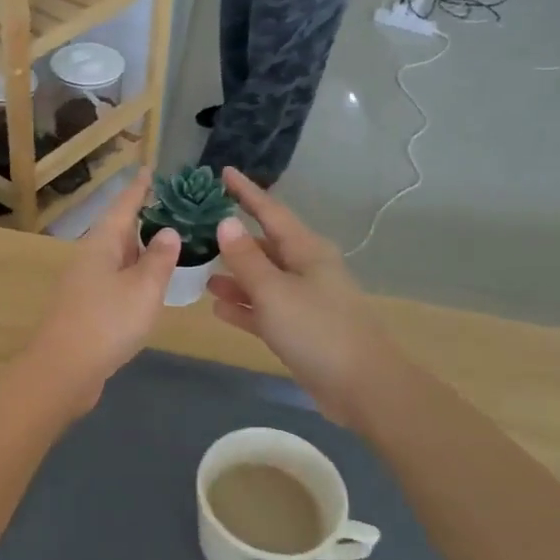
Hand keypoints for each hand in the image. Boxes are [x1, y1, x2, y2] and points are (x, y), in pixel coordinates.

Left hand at [25, 170, 179, 412]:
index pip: (122, 207)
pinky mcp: (85, 309)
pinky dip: (133, 276)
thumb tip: (167, 231)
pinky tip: (147, 285)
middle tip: (172, 209)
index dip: (137, 189)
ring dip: (139, 250)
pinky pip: (114, 282)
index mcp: (100, 244)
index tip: (148, 170)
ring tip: (167, 243)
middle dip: (142, 219)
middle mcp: (89, 258)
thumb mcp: (143, 288)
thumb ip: (159, 259)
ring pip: (116, 258)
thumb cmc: (106, 322)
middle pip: (117, 231)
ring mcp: (83, 285)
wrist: (64, 370)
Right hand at [205, 169, 397, 424]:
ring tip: (199, 272)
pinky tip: (217, 307)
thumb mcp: (274, 291)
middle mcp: (306, 269)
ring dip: (234, 275)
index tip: (223, 173)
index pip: (270, 212)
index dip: (246, 192)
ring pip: (262, 279)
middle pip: (264, 245)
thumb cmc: (317, 330)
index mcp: (306, 251)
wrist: (362, 386)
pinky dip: (243, 306)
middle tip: (198, 228)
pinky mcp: (299, 329)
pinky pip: (264, 309)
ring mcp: (303, 301)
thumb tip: (225, 222)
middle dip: (234, 237)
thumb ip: (246, 259)